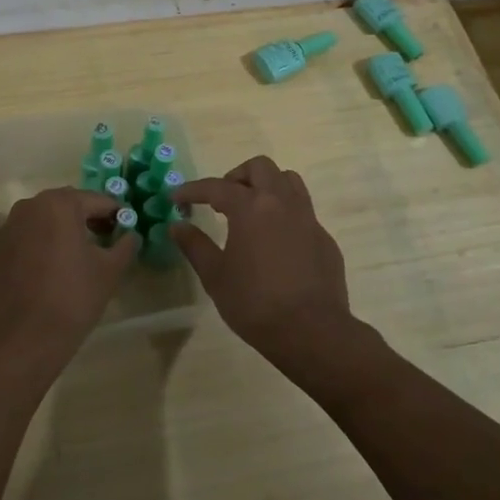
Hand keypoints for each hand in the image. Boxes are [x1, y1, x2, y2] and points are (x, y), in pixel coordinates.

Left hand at [0, 187, 137, 385]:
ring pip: (40, 224)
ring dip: (58, 234)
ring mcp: (4, 230)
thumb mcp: (109, 272)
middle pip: (65, 207)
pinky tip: (44, 277)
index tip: (125, 230)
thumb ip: (124, 246)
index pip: (96, 201)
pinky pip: (21, 243)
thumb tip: (130, 235)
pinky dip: (35, 251)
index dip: (115, 214)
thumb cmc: (71, 299)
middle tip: (102, 243)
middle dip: (85, 220)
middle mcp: (28, 207)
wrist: (18, 341)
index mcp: (59, 204)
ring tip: (73, 261)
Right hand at [171, 156, 355, 378]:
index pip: (216, 187)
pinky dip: (284, 213)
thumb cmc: (255, 303)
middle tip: (221, 200)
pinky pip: (303, 211)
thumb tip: (177, 226)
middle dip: (236, 176)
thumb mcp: (215, 277)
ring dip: (267, 186)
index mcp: (251, 208)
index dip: (192, 190)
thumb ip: (195, 246)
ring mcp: (308, 218)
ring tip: (251, 210)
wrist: (312, 332)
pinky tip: (275, 241)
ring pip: (288, 181)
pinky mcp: (324, 238)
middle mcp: (282, 202)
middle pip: (260, 167)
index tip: (176, 198)